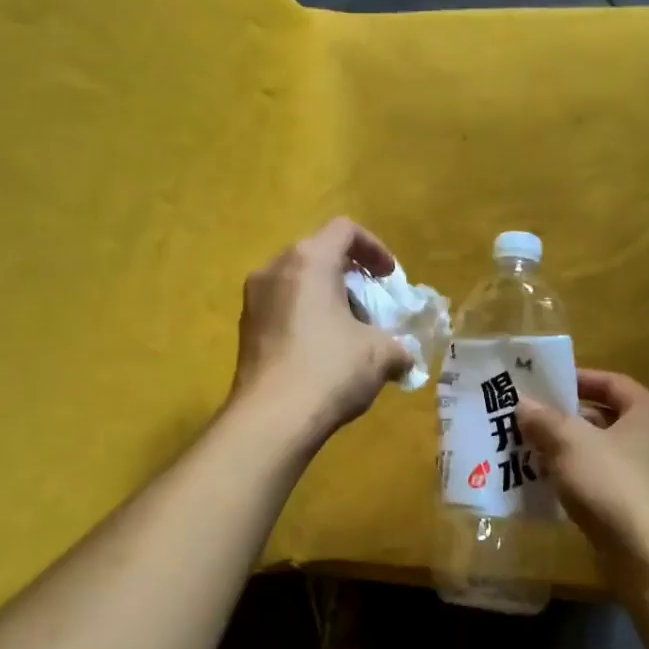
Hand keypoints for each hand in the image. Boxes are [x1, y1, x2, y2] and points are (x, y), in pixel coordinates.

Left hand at [230, 217, 412, 444]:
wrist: (271, 419)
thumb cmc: (330, 370)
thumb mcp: (380, 354)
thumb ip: (398, 347)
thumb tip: (403, 358)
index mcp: (309, 261)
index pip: (345, 230)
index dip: (374, 248)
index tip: (389, 278)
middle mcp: (274, 270)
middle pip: (318, 255)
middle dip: (350, 278)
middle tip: (372, 307)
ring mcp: (254, 300)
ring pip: (297, 284)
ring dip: (326, 300)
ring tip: (349, 334)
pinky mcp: (245, 330)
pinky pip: (282, 310)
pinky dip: (305, 319)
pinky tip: (322, 355)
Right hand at [518, 370, 648, 561]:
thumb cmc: (613, 484)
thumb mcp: (570, 443)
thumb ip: (545, 420)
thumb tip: (524, 403)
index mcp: (648, 412)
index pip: (611, 382)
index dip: (577, 378)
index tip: (543, 383)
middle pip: (604, 417)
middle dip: (564, 418)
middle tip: (527, 418)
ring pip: (600, 451)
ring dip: (566, 449)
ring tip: (528, 448)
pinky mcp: (639, 505)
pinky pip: (601, 479)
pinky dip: (576, 477)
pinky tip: (547, 483)